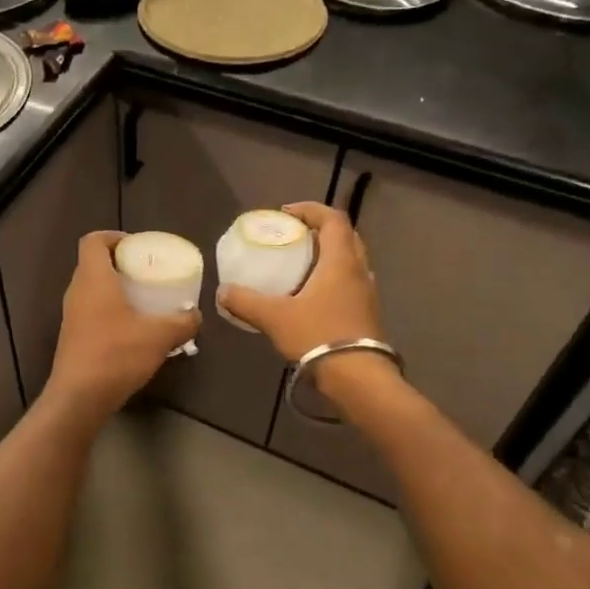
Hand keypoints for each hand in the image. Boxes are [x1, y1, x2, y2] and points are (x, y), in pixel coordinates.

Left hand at [42, 232, 201, 421]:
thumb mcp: (159, 336)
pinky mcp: (73, 337)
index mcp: (93, 279)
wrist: (79, 397)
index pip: (93, 241)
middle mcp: (77, 291)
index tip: (138, 247)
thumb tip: (196, 316)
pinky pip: (92, 312)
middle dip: (121, 264)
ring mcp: (71, 316)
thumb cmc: (116, 355)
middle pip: (94, 264)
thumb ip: (182, 322)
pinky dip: (111, 312)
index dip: (114, 237)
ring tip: (145, 301)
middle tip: (148, 273)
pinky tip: (134, 330)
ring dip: (116, 290)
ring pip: (93, 290)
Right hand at [219, 202, 383, 363]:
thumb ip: (246, 301)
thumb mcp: (274, 317)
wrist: (358, 378)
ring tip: (299, 264)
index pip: (332, 219)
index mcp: (340, 261)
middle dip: (319, 230)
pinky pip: (349, 282)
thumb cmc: (318, 336)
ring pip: (349, 260)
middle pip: (344, 236)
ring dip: (327, 255)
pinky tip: (310, 295)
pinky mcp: (366, 313)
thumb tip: (223, 292)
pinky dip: (331, 278)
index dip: (310, 210)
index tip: (286, 214)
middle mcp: (359, 270)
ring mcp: (366, 293)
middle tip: (293, 236)